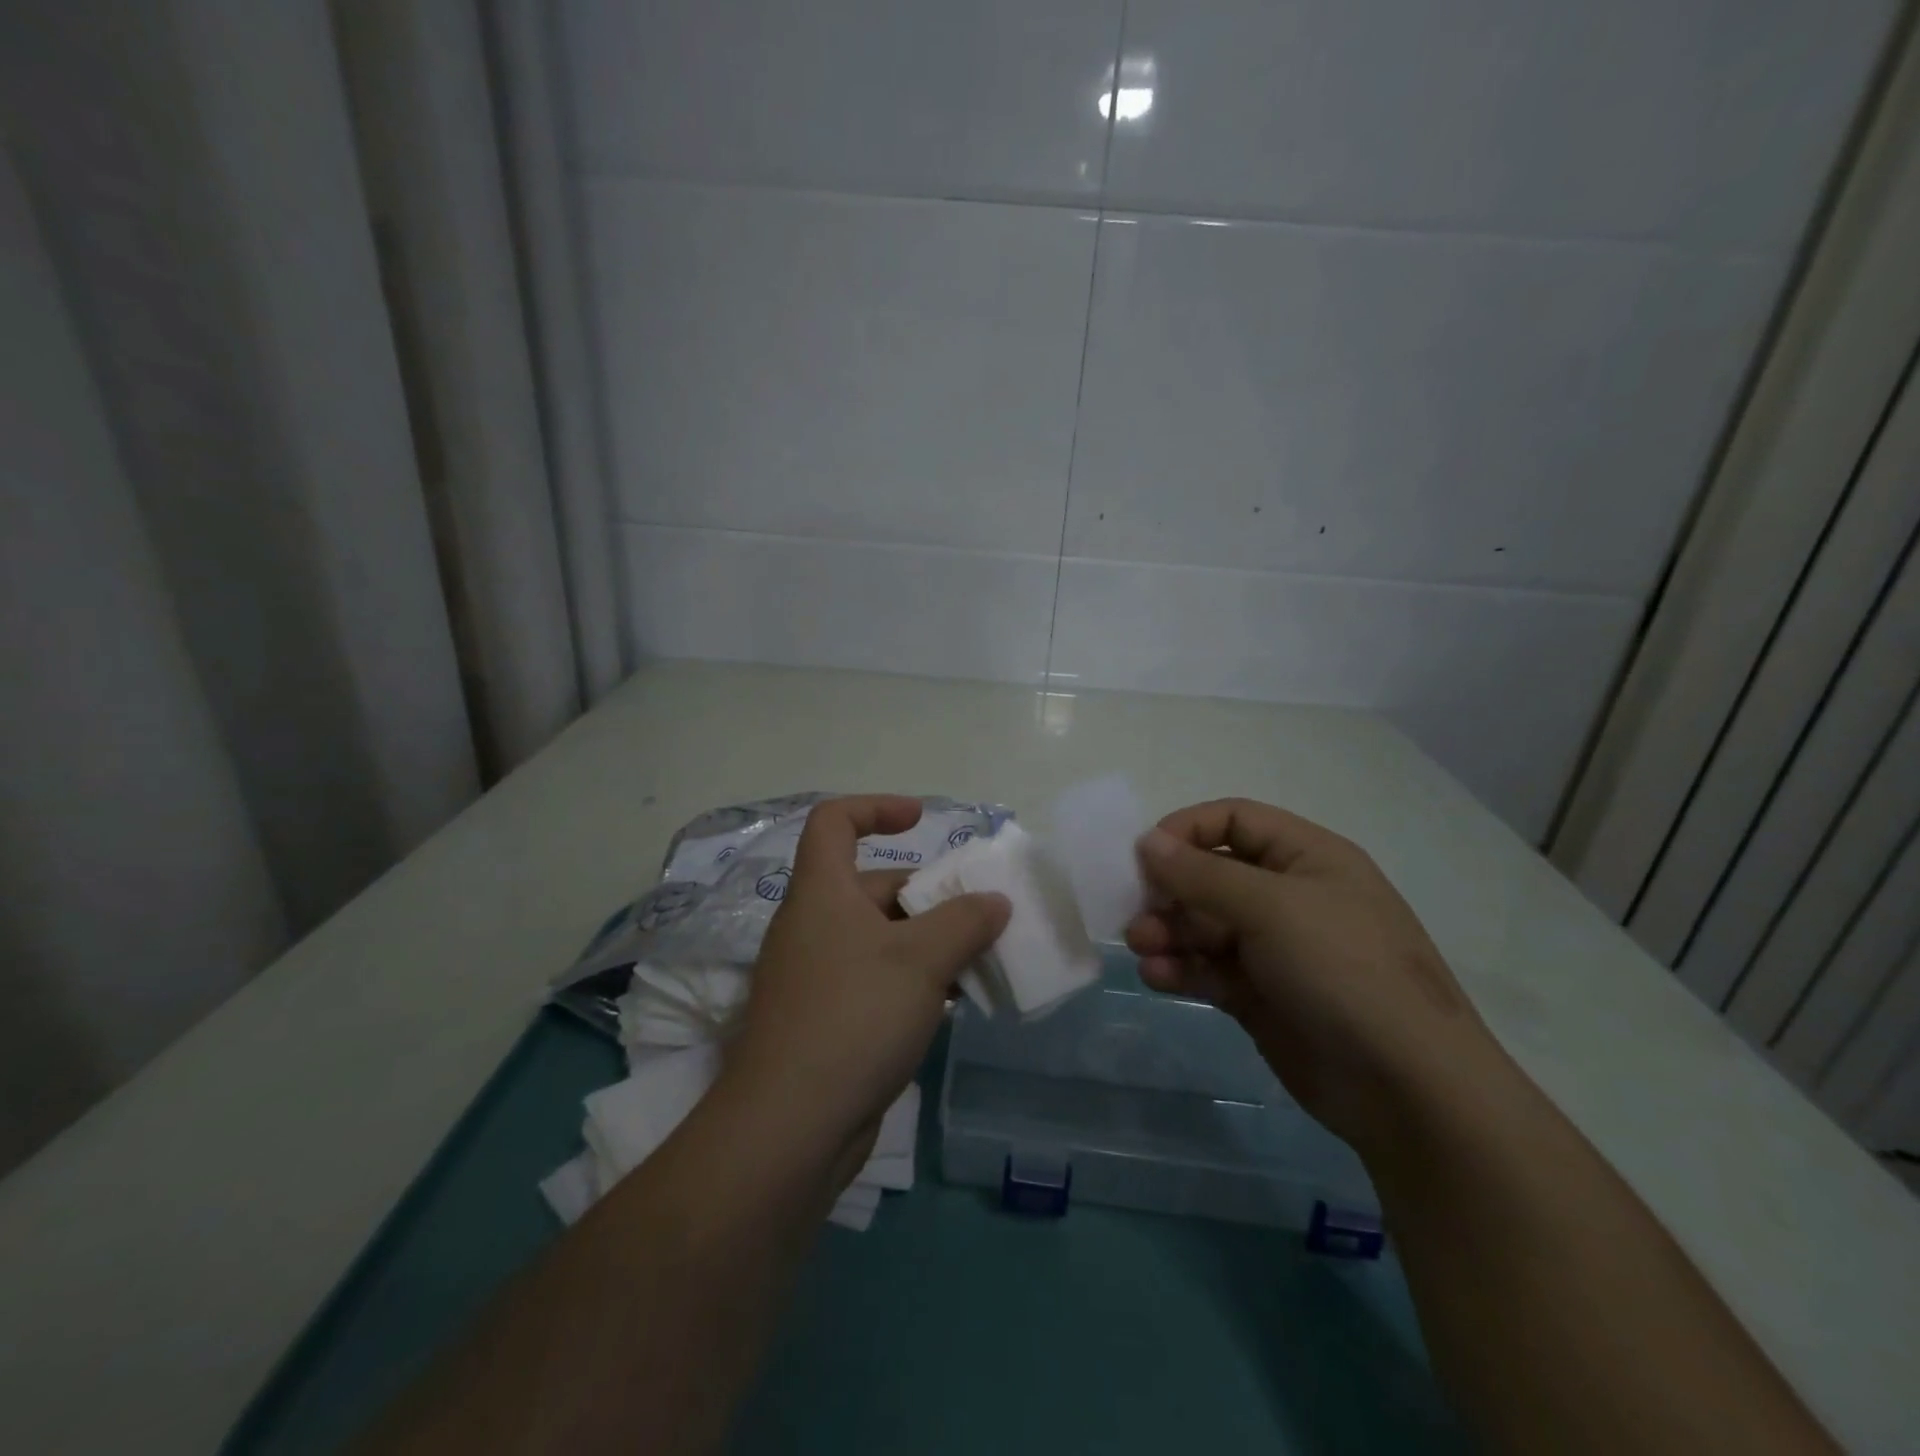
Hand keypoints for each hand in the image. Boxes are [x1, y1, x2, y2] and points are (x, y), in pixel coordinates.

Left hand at [726, 796, 1009, 1152]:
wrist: (789, 1127)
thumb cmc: (854, 1016)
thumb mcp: (922, 959)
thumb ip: (965, 921)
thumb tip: (994, 901)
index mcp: (821, 892)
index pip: (834, 822)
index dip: (876, 808)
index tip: (921, 820)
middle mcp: (812, 925)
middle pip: (871, 885)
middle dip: (927, 894)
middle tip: (979, 915)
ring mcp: (815, 975)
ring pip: (879, 938)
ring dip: (926, 943)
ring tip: (977, 961)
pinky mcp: (823, 1019)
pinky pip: (874, 979)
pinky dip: (911, 981)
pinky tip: (949, 1004)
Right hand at [1127, 798, 1503, 1154]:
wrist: (1407, 1088)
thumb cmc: (1343, 970)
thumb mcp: (1271, 908)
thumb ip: (1203, 873)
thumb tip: (1147, 841)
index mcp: (1307, 858)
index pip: (1235, 821)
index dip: (1187, 830)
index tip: (1144, 855)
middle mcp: (1289, 897)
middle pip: (1212, 875)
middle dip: (1170, 890)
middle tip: (1135, 912)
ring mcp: (1275, 950)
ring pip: (1204, 925)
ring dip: (1169, 932)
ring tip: (1142, 947)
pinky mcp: (1261, 996)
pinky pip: (1209, 969)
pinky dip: (1181, 969)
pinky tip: (1158, 978)